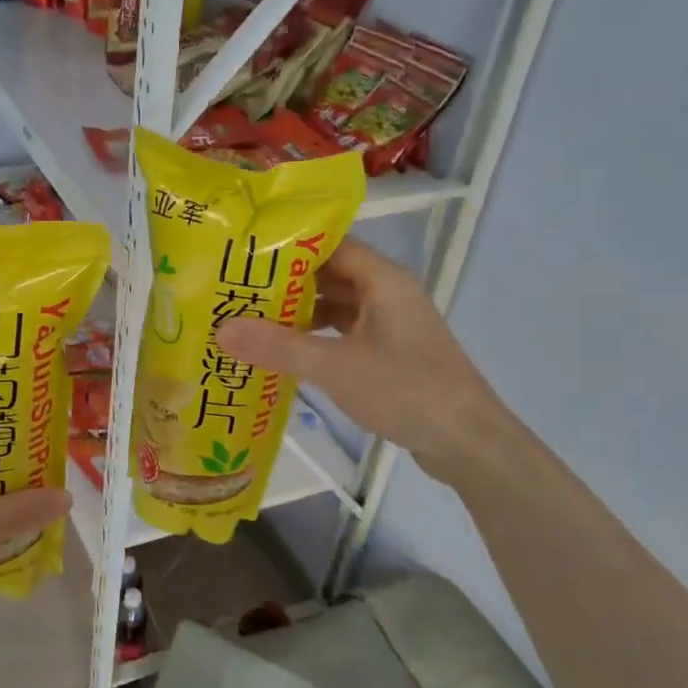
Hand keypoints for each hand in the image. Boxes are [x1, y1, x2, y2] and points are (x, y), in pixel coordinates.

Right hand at [216, 238, 511, 487]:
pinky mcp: (389, 351)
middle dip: (284, 281)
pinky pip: (344, 331)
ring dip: (298, 312)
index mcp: (382, 280)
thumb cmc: (406, 391)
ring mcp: (390, 323)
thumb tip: (221, 329)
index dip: (287, 246)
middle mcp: (387, 293)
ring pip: (336, 305)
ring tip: (248, 316)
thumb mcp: (336, 367)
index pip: (329, 245)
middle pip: (329, 274)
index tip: (243, 253)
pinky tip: (284, 350)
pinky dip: (315, 336)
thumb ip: (279, 347)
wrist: (467, 442)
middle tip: (234, 287)